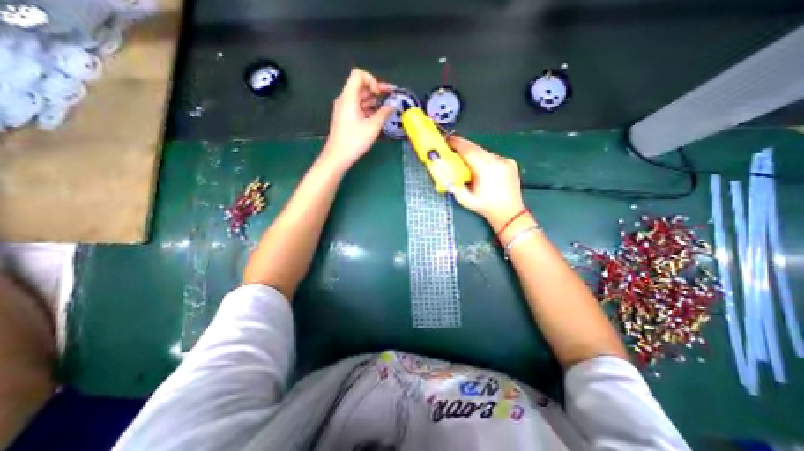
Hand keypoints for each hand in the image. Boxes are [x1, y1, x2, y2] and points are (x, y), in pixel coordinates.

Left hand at [323, 68, 394, 169]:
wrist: (338, 156)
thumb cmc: (354, 141)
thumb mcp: (372, 127)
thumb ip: (384, 113)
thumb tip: (392, 105)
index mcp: (349, 97)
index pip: (358, 75)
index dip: (372, 80)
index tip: (380, 93)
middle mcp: (345, 100)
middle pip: (361, 86)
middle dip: (377, 89)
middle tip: (392, 96)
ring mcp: (345, 109)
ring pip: (361, 98)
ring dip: (374, 100)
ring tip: (388, 107)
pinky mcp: (346, 118)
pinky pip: (359, 107)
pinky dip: (369, 108)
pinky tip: (379, 116)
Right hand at [449, 134, 532, 227]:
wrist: (509, 213)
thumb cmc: (485, 207)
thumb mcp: (464, 199)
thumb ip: (453, 184)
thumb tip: (445, 171)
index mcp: (485, 169)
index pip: (468, 150)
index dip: (456, 143)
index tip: (447, 140)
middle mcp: (497, 161)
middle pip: (476, 147)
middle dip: (463, 145)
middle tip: (452, 146)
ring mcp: (505, 160)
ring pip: (484, 151)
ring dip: (473, 153)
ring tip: (465, 159)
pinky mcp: (510, 162)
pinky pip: (492, 156)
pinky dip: (483, 158)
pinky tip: (481, 168)